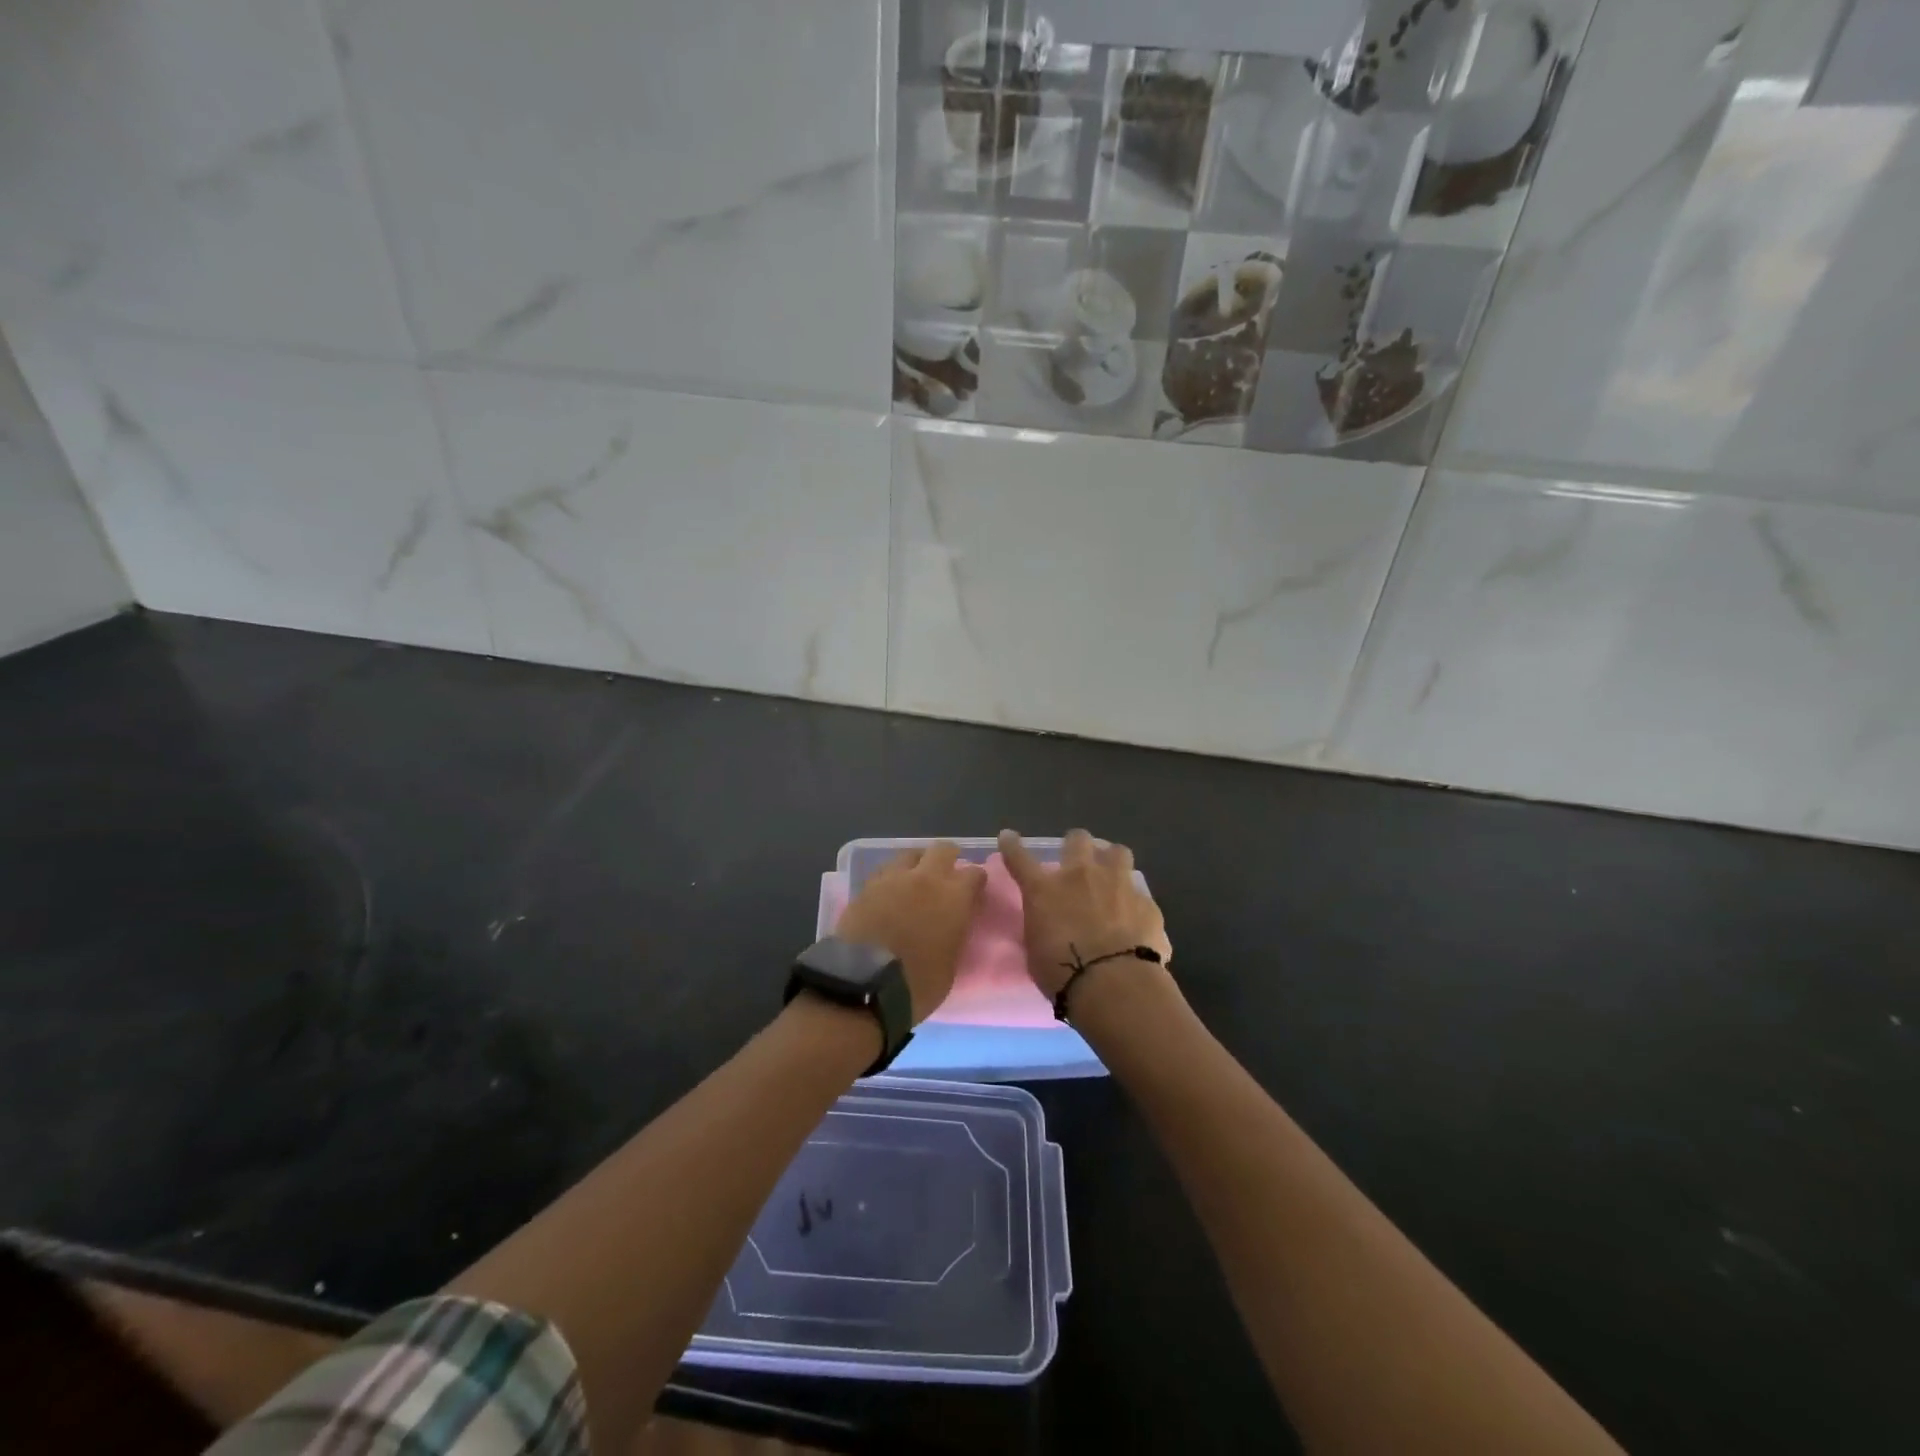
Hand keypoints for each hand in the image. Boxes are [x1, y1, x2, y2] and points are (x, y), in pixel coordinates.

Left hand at [836, 842, 986, 1022]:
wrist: (864, 983)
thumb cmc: (917, 983)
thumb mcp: (951, 965)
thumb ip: (955, 935)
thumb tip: (952, 926)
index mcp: (954, 897)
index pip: (975, 873)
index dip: (975, 882)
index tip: (974, 892)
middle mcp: (926, 878)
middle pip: (943, 850)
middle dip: (948, 858)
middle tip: (946, 875)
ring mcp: (893, 878)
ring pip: (909, 854)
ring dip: (916, 864)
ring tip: (914, 881)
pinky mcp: (866, 886)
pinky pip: (884, 872)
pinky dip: (891, 878)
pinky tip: (889, 892)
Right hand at [999, 828, 1171, 998]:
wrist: (1113, 984)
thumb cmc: (1061, 973)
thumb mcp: (1035, 948)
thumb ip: (1041, 925)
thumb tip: (1047, 922)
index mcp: (1044, 890)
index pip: (1020, 858)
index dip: (1012, 846)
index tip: (1008, 837)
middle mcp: (1081, 876)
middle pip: (1077, 839)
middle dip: (1076, 845)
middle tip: (1077, 859)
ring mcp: (1117, 884)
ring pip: (1118, 852)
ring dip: (1112, 860)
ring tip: (1112, 875)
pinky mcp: (1146, 904)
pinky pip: (1140, 894)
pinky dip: (1135, 904)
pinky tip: (1136, 920)